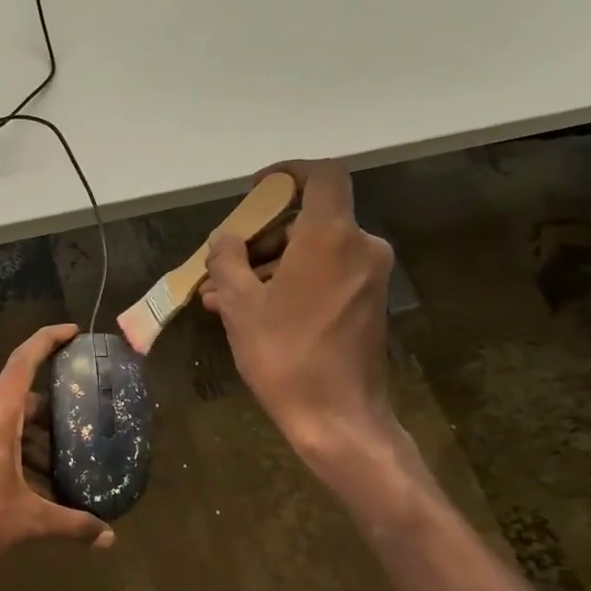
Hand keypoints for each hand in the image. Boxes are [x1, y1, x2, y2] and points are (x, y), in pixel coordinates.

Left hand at [0, 324, 116, 568]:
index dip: (46, 341)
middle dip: (52, 416)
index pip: (22, 364)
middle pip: (21, 402)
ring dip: (33, 442)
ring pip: (6, 425)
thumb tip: (110, 538)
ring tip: (62, 469)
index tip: (71, 331)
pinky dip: (15, 454)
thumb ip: (72, 524)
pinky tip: (32, 486)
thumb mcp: (29, 521)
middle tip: (81, 431)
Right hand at [202, 161, 403, 476]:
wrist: (338, 417)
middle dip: (262, 235)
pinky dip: (291, 282)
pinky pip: (325, 275)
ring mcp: (368, 276)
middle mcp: (360, 247)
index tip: (258, 190)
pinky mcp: (368, 303)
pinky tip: (251, 310)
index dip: (289, 172)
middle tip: (224, 261)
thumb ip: (227, 260)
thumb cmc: (284, 354)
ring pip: (313, 251)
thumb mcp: (239, 304)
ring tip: (222, 295)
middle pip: (310, 218)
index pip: (322, 175)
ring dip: (269, 264)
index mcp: (331, 236)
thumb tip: (225, 240)